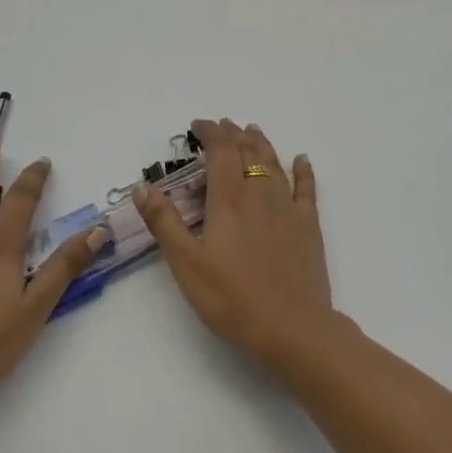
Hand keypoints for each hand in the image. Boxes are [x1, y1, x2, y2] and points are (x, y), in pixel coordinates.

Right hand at [135, 119, 335, 372]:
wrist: (292, 327)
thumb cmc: (232, 299)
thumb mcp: (186, 264)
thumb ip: (164, 222)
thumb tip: (143, 186)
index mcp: (229, 199)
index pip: (220, 151)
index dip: (210, 133)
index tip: (198, 125)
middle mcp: (260, 193)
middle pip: (248, 151)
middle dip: (233, 134)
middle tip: (222, 126)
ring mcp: (288, 208)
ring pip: (274, 163)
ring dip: (261, 143)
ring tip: (252, 131)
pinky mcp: (308, 225)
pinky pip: (306, 188)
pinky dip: (303, 170)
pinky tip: (302, 159)